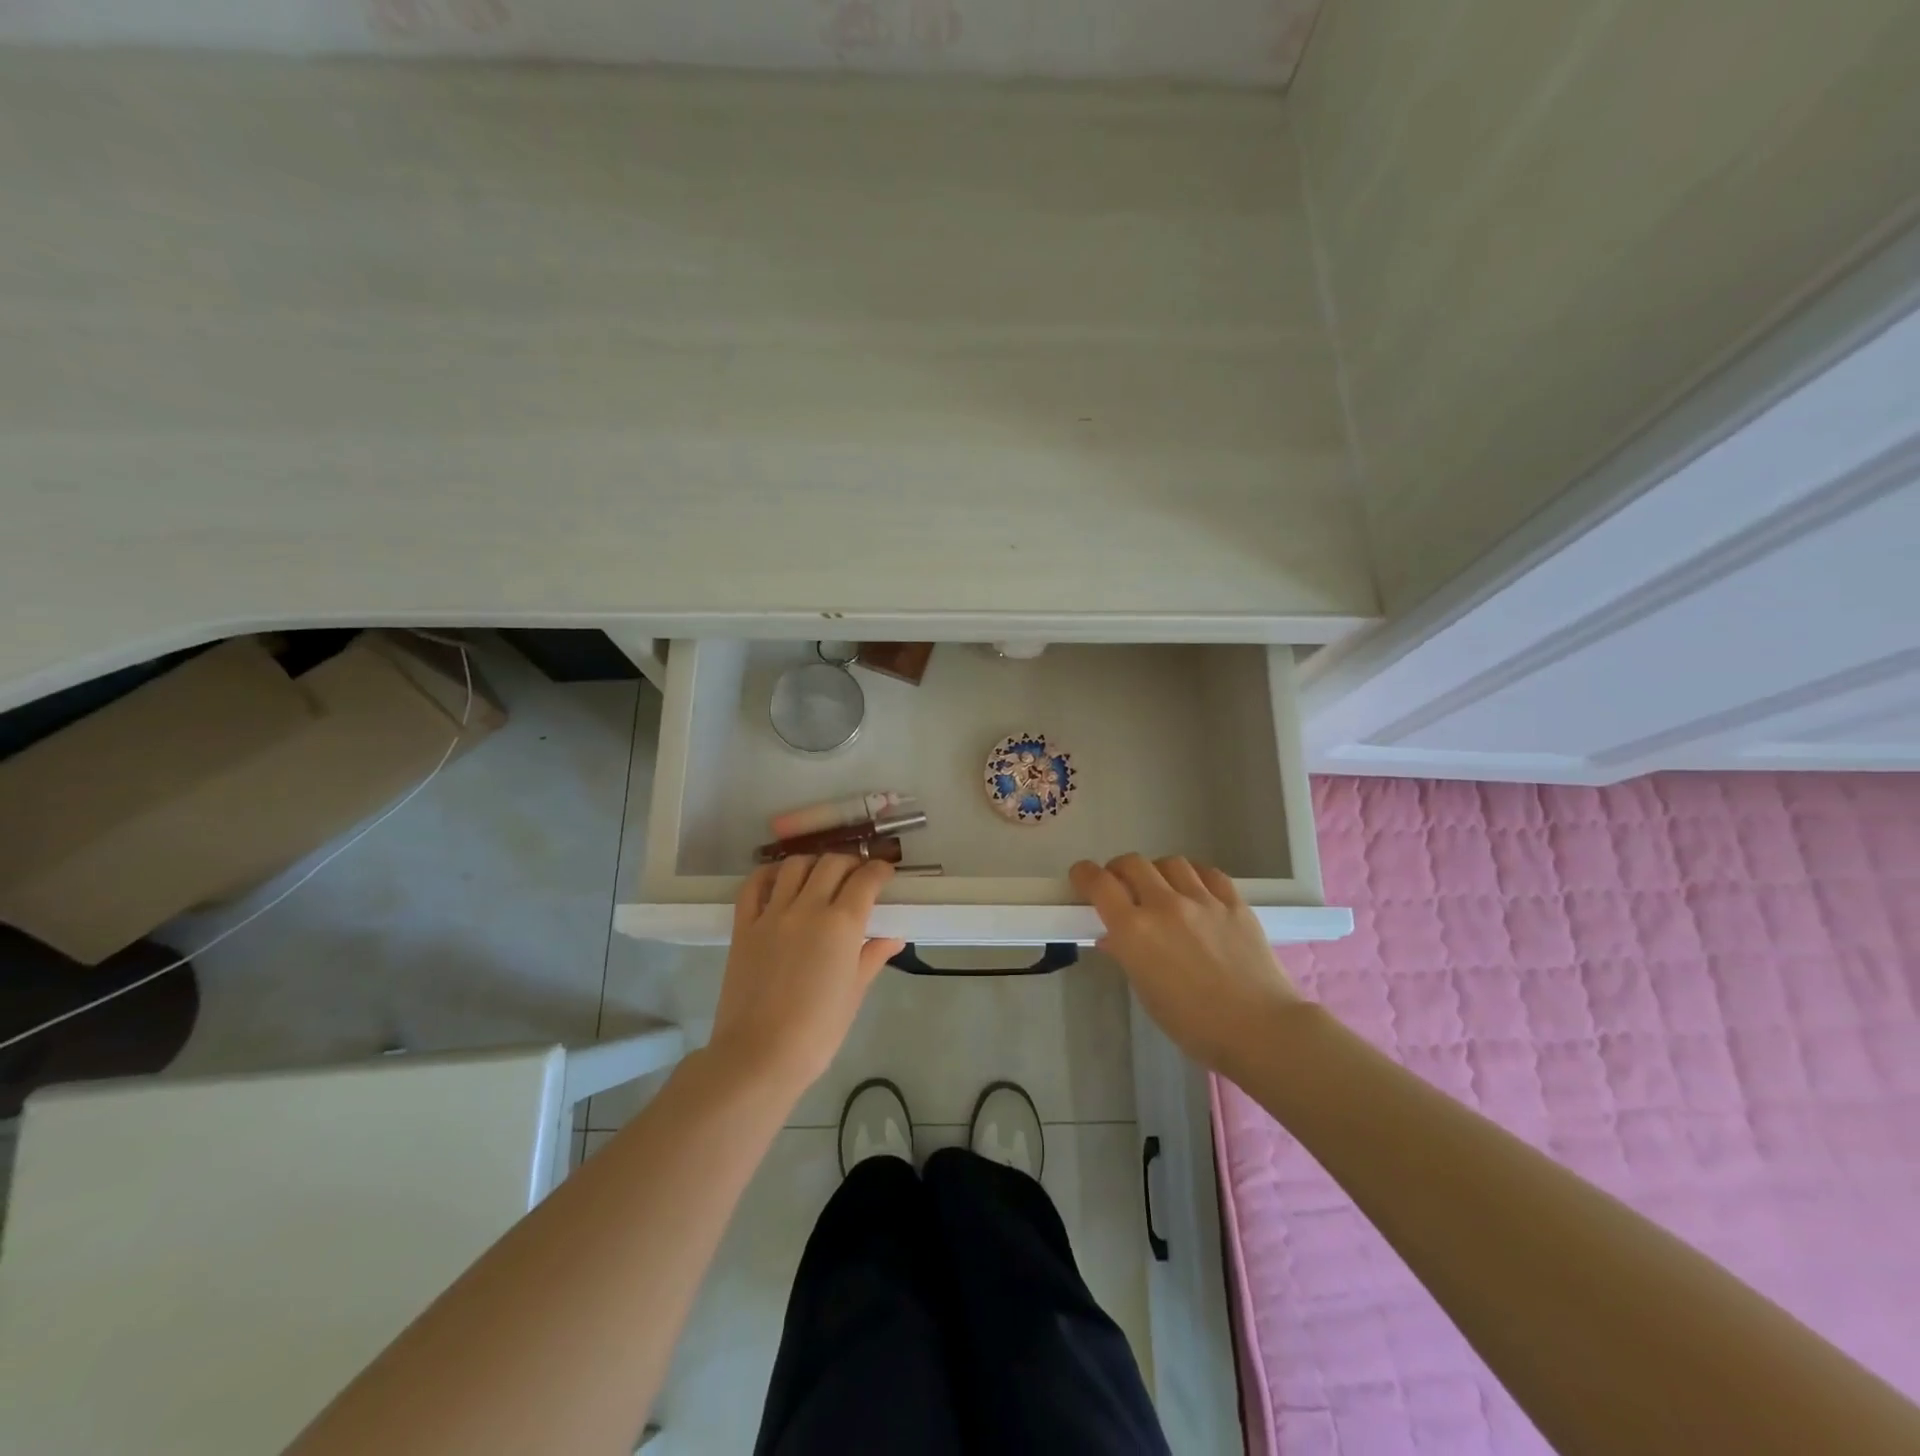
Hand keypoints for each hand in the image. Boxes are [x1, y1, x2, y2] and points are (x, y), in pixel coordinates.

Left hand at [709, 855, 905, 1098]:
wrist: (759, 1056)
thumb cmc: (817, 1032)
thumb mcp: (854, 994)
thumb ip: (873, 957)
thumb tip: (893, 938)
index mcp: (842, 925)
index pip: (866, 879)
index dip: (879, 870)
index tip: (885, 874)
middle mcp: (808, 908)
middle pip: (832, 864)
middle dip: (850, 863)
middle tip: (856, 877)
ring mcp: (772, 914)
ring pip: (795, 865)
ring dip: (813, 863)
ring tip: (819, 876)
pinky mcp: (744, 925)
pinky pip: (754, 885)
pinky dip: (769, 874)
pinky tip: (780, 880)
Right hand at [1071, 854, 1303, 1074]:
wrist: (1260, 1029)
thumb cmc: (1193, 1024)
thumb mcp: (1148, 994)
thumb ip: (1127, 957)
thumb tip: (1114, 938)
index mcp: (1135, 930)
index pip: (1099, 883)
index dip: (1084, 874)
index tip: (1081, 877)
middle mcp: (1164, 905)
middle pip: (1132, 863)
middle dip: (1119, 870)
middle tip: (1120, 885)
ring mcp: (1203, 900)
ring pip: (1171, 862)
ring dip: (1157, 871)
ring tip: (1161, 887)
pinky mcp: (1234, 903)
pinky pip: (1209, 873)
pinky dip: (1195, 876)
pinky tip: (1196, 890)